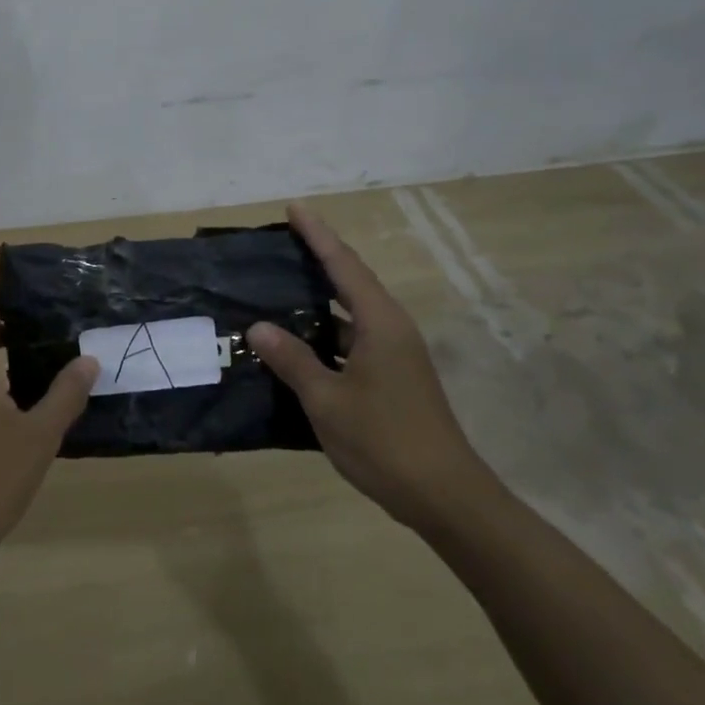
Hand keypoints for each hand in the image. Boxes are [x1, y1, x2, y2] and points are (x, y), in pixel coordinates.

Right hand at [247, 202, 491, 528]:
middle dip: (320, 259)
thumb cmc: (384, 441)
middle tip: (283, 243)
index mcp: (380, 323)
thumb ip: (292, 360)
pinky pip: (354, 340)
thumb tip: (259, 326)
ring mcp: (396, 355)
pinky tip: (300, 345)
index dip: (318, 235)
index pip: (343, 266)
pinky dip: (327, 334)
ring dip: (320, 301)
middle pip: (351, 282)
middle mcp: (392, 329)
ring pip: (352, 314)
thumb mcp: (327, 400)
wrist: (445, 496)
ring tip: (281, 289)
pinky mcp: (394, 378)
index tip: (294, 208)